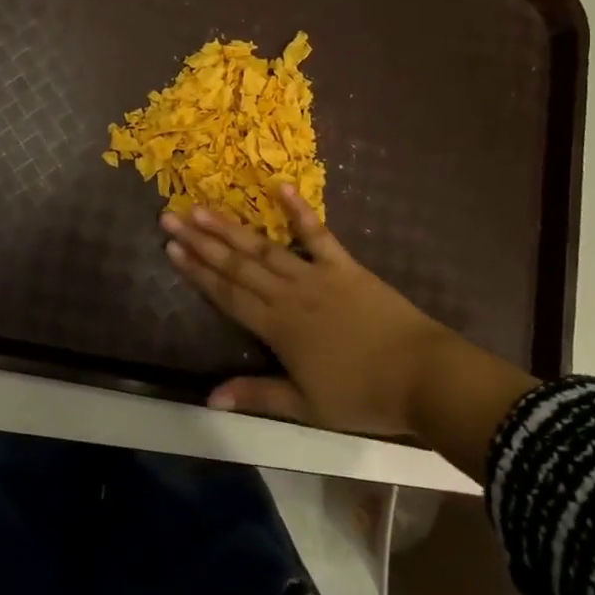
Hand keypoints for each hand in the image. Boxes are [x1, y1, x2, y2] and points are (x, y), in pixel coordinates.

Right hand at [161, 186, 447, 432]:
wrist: (423, 376)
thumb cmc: (363, 396)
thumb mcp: (306, 406)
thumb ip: (258, 396)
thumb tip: (210, 397)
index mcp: (277, 327)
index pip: (227, 295)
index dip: (197, 271)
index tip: (171, 249)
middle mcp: (289, 294)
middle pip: (237, 264)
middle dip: (201, 242)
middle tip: (171, 217)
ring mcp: (316, 274)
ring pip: (264, 247)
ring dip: (231, 227)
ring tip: (202, 208)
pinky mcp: (344, 264)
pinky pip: (318, 233)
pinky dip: (299, 210)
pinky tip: (280, 187)